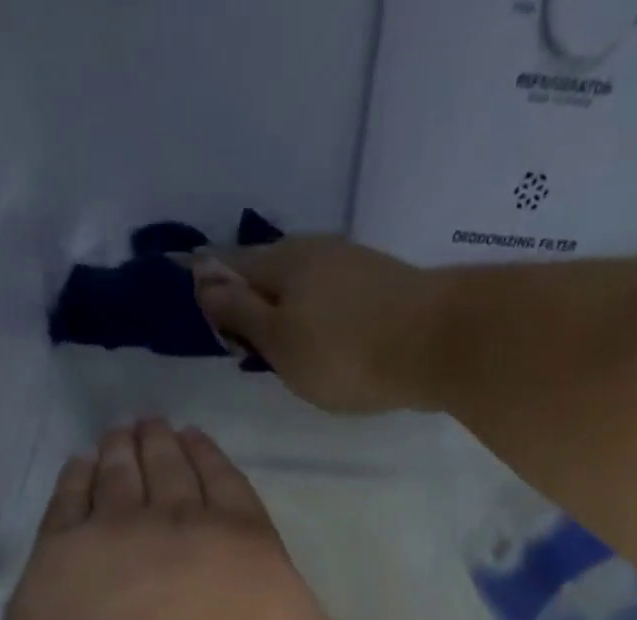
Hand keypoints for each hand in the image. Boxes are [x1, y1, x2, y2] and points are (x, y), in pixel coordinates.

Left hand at [2, 421, 522, 619]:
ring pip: (120, 473)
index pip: (233, 491)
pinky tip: (79, 471)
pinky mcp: (52, 566)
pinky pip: (66, 501)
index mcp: (249, 549)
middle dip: (169, 448)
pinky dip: (75, 480)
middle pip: (175, 471)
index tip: (202, 446)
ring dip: (124, 450)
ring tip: (124, 434)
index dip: (218, 467)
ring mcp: (110, 538)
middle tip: (158, 426)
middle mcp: (180, 525)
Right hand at [191, 238, 449, 414]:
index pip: (228, 265)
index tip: (201, 316)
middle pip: (267, 273)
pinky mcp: (380, 285)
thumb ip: (240, 312)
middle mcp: (314, 250)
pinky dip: (315, 317)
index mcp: (281, 261)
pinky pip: (330, 298)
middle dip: (249, 300)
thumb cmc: (343, 352)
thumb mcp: (279, 341)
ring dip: (284, 311)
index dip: (210, 288)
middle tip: (241, 343)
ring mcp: (352, 264)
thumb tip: (201, 279)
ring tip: (280, 349)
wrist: (434, 343)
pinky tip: (320, 342)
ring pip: (301, 285)